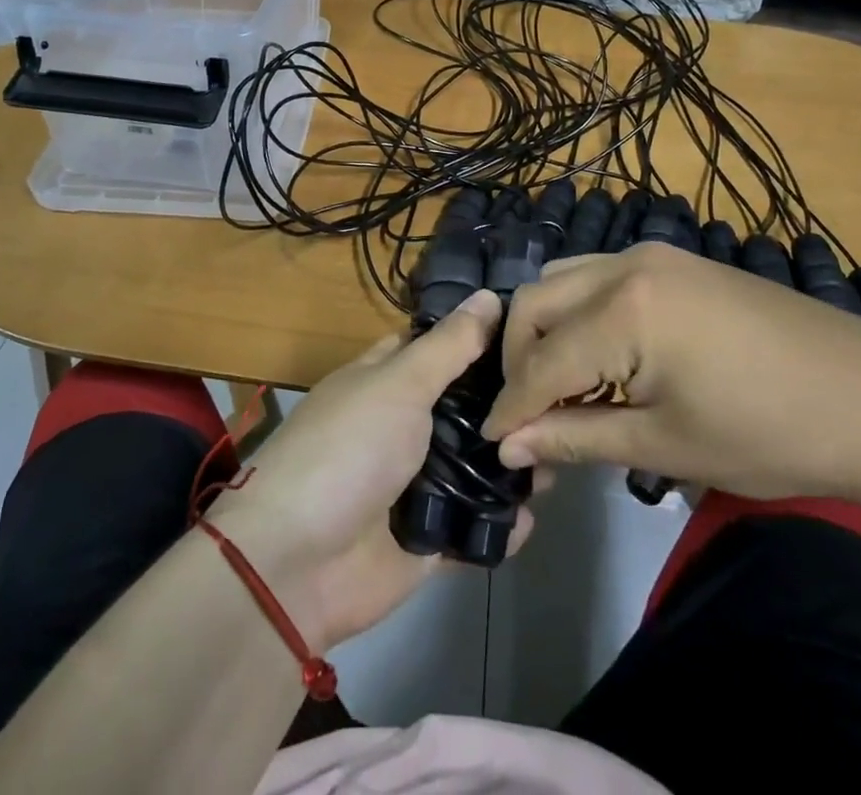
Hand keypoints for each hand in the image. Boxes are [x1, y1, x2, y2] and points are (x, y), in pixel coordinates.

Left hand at [206, 291, 535, 651]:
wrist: (296, 565)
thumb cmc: (347, 451)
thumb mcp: (398, 384)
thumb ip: (449, 346)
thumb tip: (490, 294)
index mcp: (384, 381)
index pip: (437, 346)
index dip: (479, 336)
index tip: (536, 329)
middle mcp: (402, 426)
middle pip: (465, 408)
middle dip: (508, 404)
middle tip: (564, 396)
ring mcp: (415, 485)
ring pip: (476, 466)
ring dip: (512, 464)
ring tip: (561, 451)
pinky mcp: (428, 540)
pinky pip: (474, 528)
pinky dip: (502, 525)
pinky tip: (535, 515)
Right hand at [482, 243, 860, 516]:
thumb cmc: (771, 434)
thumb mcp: (668, 446)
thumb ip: (578, 437)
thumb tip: (510, 447)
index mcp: (623, 311)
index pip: (541, 361)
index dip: (512, 406)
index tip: (490, 443)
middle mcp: (626, 265)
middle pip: (535, 302)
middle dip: (517, 359)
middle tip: (526, 416)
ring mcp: (652, 255)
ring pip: (563, 279)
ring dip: (545, 328)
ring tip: (559, 385)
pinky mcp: (674, 260)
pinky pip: (598, 276)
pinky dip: (580, 312)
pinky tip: (599, 355)